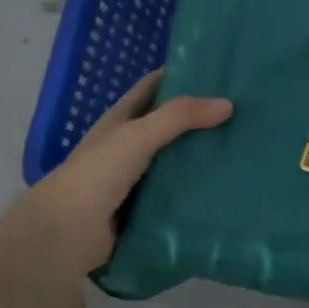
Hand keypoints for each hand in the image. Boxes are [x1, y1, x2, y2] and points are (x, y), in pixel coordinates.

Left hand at [0, 70, 231, 273]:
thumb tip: (228, 104)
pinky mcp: (144, 210)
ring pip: (175, 162)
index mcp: (119, 122)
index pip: (151, 89)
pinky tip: (225, 189)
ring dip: (201, 158)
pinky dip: (197, 192)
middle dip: (199, 120)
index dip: (178, 77)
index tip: (216, 73)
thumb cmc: (97, 174)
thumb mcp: (138, 135)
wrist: (66, 234)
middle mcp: (127, 147)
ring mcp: (135, 180)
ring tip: (242, 151)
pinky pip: (177, 196)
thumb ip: (179, 117)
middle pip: (168, 127)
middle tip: (242, 113)